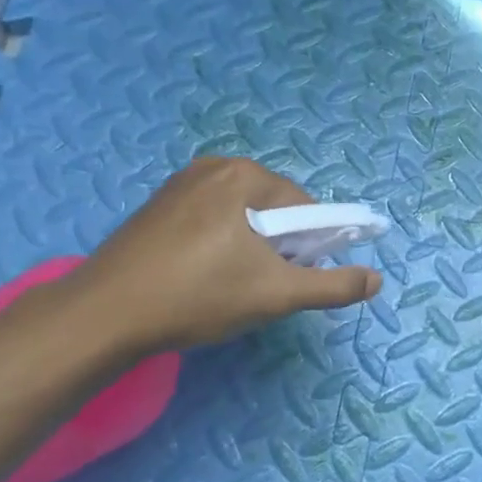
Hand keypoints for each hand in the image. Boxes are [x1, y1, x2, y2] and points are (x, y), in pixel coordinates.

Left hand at [65, 157, 382, 355]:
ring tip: (226, 286)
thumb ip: (331, 285)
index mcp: (245, 175)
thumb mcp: (275, 294)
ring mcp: (180, 183)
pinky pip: (209, 219)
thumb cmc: (198, 296)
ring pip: (240, 216)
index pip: (304, 207)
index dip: (308, 247)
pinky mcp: (157, 205)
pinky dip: (217, 244)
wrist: (104, 315)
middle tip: (256, 287)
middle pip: (272, 209)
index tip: (289, 280)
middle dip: (276, 247)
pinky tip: (199, 277)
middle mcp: (214, 167)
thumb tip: (377, 279)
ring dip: (248, 248)